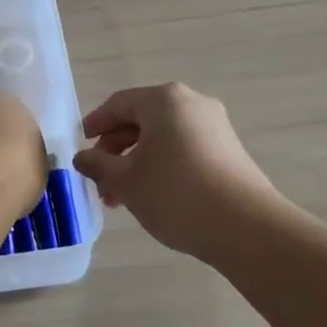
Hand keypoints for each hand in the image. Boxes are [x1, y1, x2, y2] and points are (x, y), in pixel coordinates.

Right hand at [73, 82, 279, 255]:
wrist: (245, 227)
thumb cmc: (175, 193)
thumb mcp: (126, 180)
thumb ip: (98, 165)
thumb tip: (82, 158)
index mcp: (164, 100)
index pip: (118, 104)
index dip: (95, 124)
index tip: (80, 146)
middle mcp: (191, 103)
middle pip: (142, 120)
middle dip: (116, 150)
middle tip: (100, 180)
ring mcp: (215, 127)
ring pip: (163, 138)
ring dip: (137, 163)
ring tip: (121, 197)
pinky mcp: (229, 151)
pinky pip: (184, 149)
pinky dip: (162, 166)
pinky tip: (152, 196)